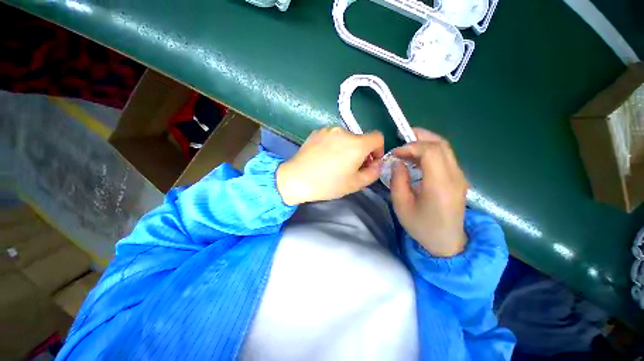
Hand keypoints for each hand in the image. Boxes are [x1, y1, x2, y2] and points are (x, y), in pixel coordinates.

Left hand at [276, 127, 383, 205]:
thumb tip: (377, 163)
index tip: (370, 162)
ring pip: (346, 138)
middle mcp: (344, 132)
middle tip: (351, 167)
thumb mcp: (355, 184)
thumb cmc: (328, 184)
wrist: (297, 178)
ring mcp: (328, 130)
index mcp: (357, 144)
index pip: (378, 137)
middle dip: (361, 152)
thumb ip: (373, 173)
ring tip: (335, 163)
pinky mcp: (317, 132)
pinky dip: (334, 145)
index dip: (378, 150)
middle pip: (361, 139)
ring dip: (347, 148)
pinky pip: (332, 137)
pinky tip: (324, 157)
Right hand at [390, 128, 467, 256]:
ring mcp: (460, 177)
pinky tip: (417, 158)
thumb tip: (398, 162)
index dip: (411, 146)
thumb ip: (398, 180)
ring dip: (425, 143)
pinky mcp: (459, 179)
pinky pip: (446, 157)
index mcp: (440, 185)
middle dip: (420, 137)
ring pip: (445, 149)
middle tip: (401, 137)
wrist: (447, 242)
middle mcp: (455, 177)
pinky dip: (430, 151)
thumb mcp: (401, 205)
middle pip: (441, 145)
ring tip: (407, 146)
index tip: (395, 153)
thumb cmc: (421, 226)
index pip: (431, 151)